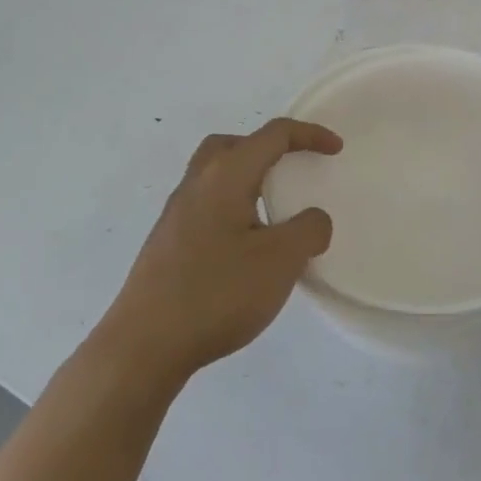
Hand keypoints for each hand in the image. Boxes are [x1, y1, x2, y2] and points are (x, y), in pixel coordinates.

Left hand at [107, 118, 339, 380]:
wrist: (144, 345)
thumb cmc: (218, 293)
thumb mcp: (281, 260)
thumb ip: (308, 230)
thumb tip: (311, 219)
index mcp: (225, 176)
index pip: (273, 135)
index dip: (309, 135)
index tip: (336, 149)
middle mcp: (196, 184)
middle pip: (233, 144)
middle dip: (267, 147)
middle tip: (291, 168)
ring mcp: (176, 214)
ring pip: (214, 174)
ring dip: (247, 178)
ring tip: (273, 210)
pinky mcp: (167, 242)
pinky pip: (206, 204)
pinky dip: (232, 205)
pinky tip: (245, 245)